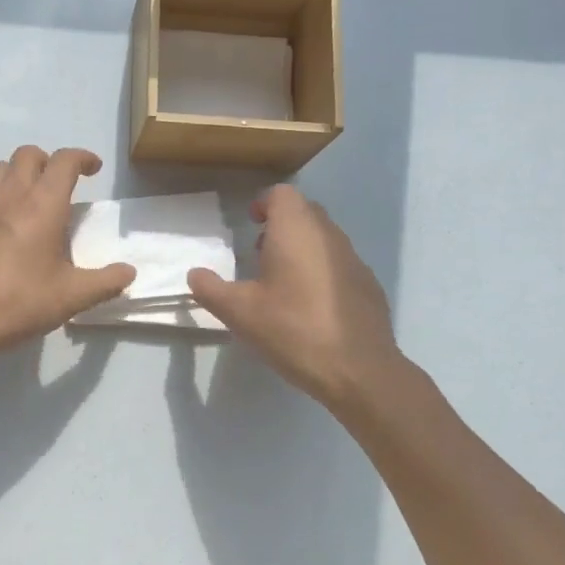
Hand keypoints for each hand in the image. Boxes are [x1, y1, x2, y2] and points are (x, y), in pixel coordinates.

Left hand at [0, 146, 134, 363]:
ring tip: (31, 199)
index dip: (82, 158)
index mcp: (42, 205)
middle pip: (28, 154)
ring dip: (19, 173)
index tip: (93, 169)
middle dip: (49, 161)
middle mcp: (11, 195)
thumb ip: (104, 282)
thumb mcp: (71, 297)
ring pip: (0, 168)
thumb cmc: (18, 302)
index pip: (64, 161)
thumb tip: (128, 273)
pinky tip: (4, 225)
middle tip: (61, 185)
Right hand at [187, 184, 405, 410]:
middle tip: (259, 253)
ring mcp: (354, 259)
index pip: (282, 194)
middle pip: (304, 212)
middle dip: (281, 224)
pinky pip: (339, 264)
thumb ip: (211, 289)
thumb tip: (195, 275)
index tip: (250, 224)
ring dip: (302, 248)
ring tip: (282, 282)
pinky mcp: (369, 284)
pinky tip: (311, 306)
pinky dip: (322, 271)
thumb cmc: (293, 329)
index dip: (264, 204)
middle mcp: (328, 235)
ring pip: (324, 237)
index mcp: (296, 231)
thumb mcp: (239, 312)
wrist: (359, 370)